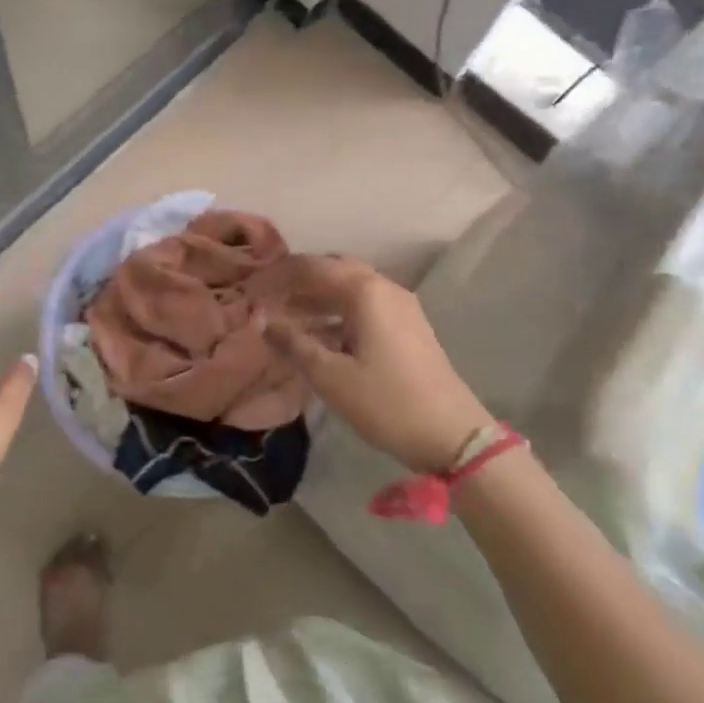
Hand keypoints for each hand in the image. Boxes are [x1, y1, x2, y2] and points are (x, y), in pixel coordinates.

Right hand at [264, 257, 490, 474]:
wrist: (453, 435)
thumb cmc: (387, 403)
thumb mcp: (331, 377)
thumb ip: (294, 344)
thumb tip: (264, 321)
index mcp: (365, 291)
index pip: (311, 267)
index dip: (277, 275)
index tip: (250, 290)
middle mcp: (384, 288)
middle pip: (332, 270)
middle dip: (297, 281)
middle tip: (267, 298)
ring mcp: (400, 306)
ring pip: (349, 289)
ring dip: (316, 298)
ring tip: (284, 317)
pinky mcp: (407, 326)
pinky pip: (363, 306)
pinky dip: (336, 313)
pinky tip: (317, 335)